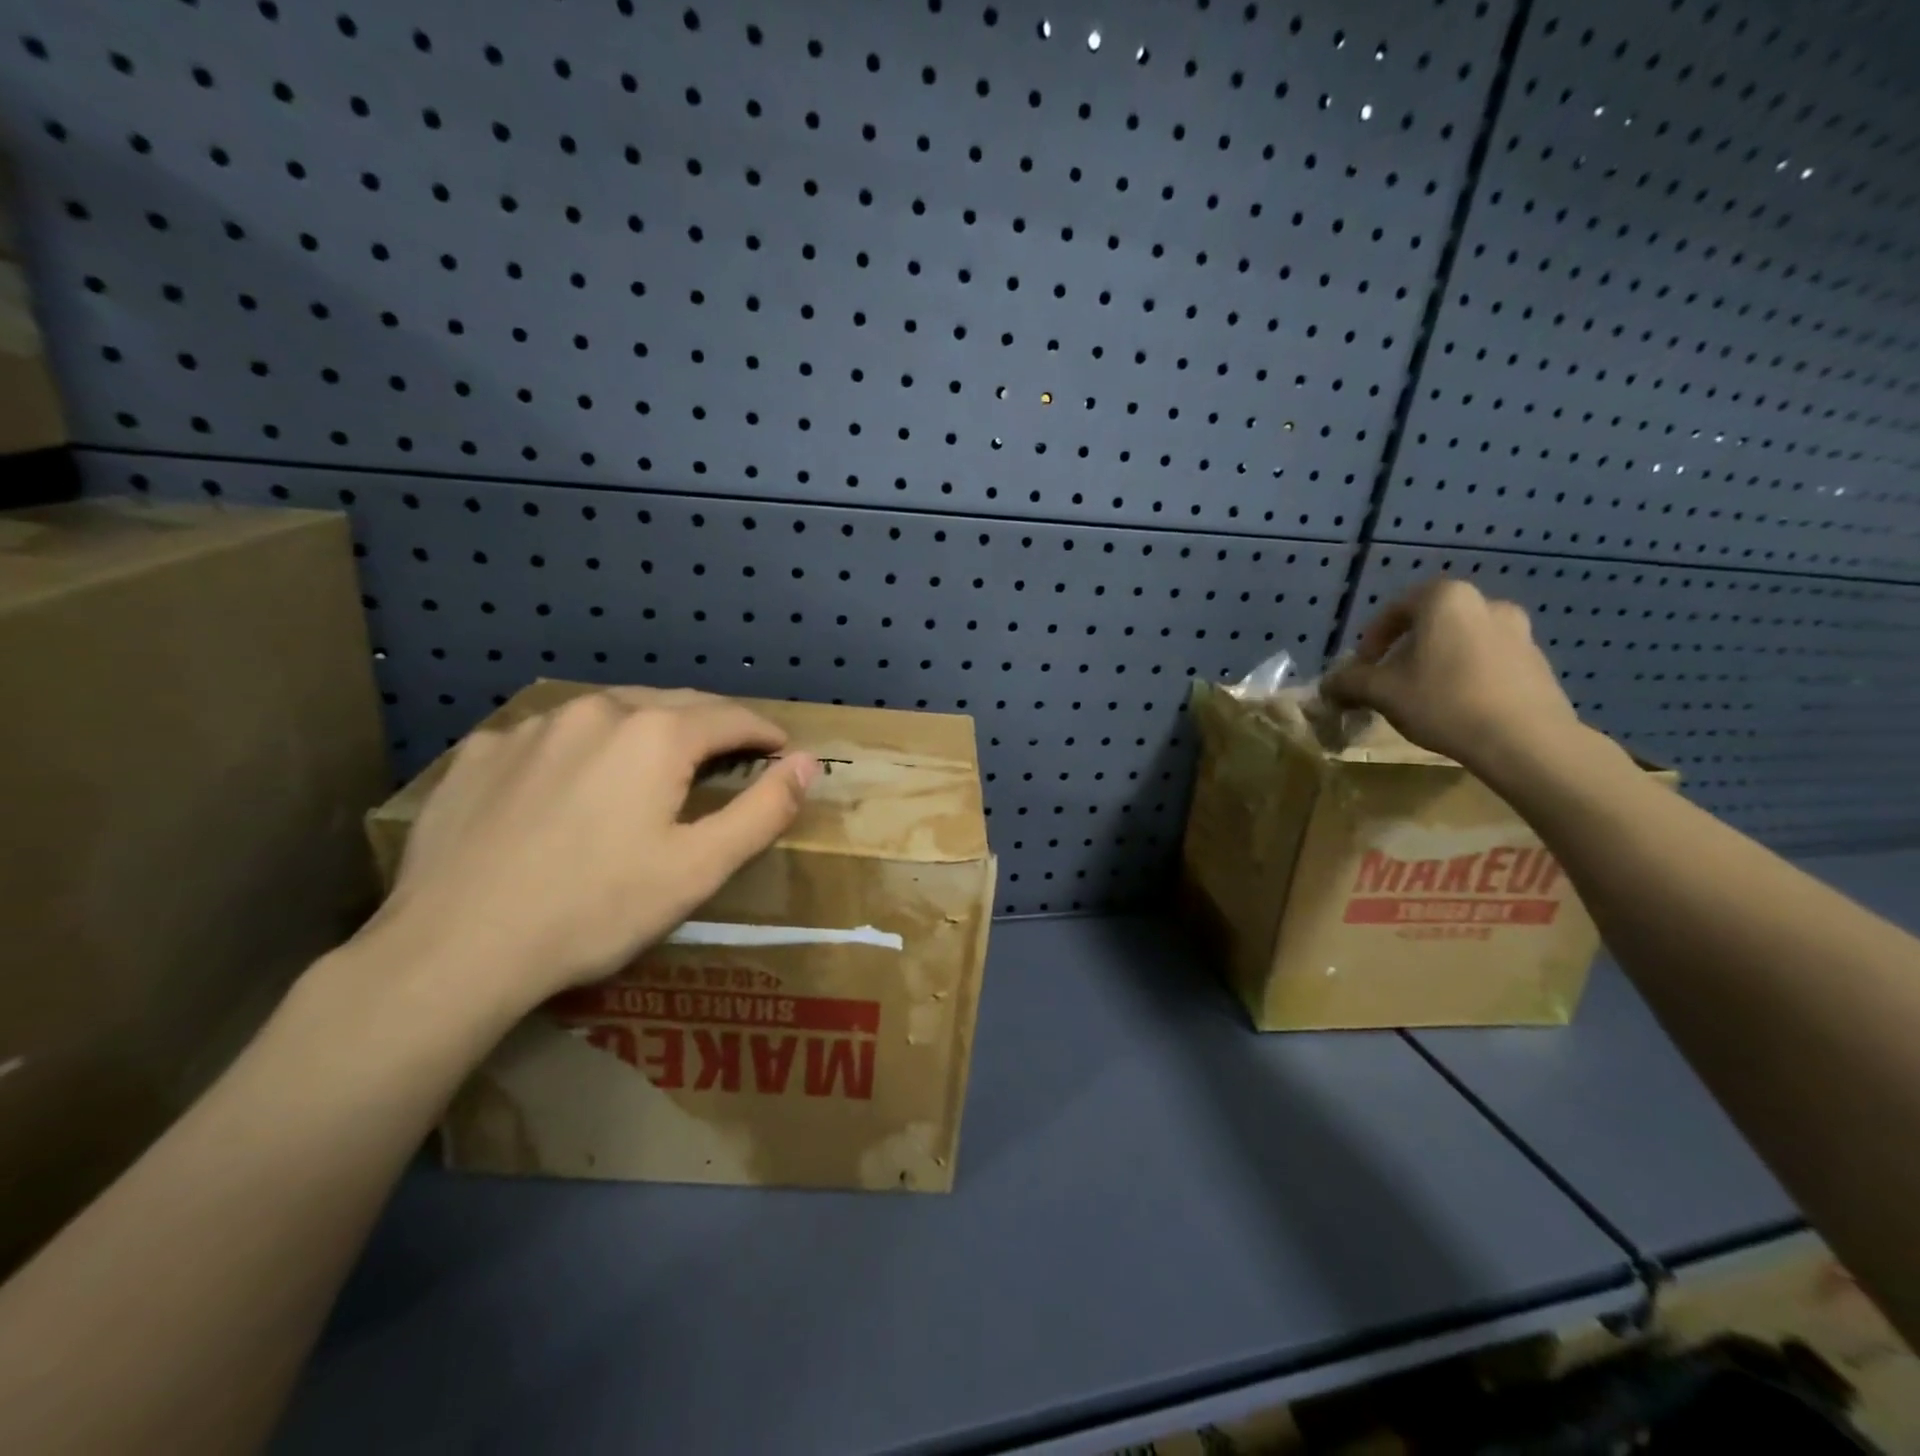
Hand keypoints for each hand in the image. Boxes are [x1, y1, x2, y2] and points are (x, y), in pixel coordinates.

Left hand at [367, 689, 817, 1014]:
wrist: (453, 950)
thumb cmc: (596, 910)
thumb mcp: (699, 868)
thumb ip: (763, 809)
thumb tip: (807, 763)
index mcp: (655, 734)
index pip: (731, 717)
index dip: (765, 733)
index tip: (783, 751)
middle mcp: (595, 711)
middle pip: (674, 704)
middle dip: (712, 725)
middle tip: (732, 754)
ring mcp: (530, 727)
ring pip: (610, 713)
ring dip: (647, 731)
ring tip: (656, 766)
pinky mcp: (480, 753)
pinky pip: (551, 737)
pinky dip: (582, 750)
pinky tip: (571, 787)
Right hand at [1323, 579, 1581, 769]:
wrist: (1525, 739)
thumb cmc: (1444, 701)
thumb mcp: (1381, 692)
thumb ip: (1349, 682)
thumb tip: (1329, 684)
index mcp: (1446, 599)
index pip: (1396, 608)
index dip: (1372, 638)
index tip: (1362, 667)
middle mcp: (1486, 603)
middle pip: (1431, 623)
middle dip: (1405, 650)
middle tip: (1389, 681)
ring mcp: (1519, 631)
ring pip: (1461, 641)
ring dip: (1436, 662)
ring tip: (1421, 697)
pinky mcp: (1537, 661)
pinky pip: (1488, 660)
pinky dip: (1466, 675)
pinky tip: (1456, 707)